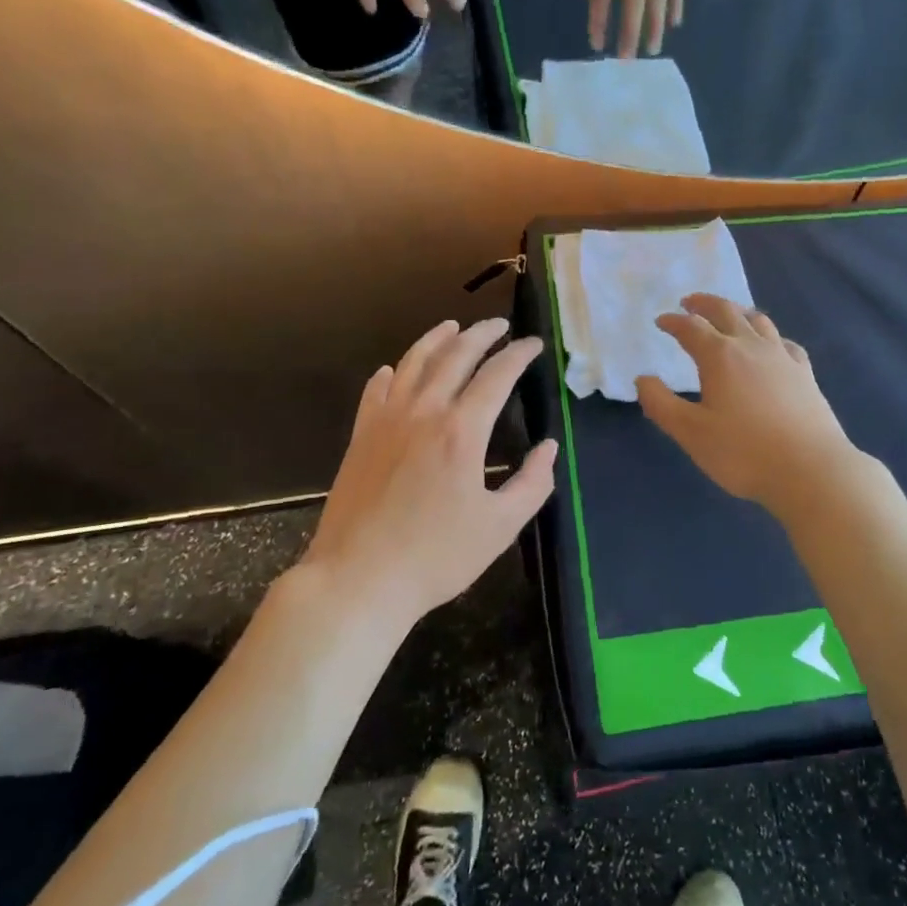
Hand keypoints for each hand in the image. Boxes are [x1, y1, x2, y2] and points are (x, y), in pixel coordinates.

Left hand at [303, 319, 556, 622]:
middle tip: (500, 326)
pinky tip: (396, 369)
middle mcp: (424, 412)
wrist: (357, 580)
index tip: (533, 344)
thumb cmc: (435, 557)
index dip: (519, 355)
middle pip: (456, 355)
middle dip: (482, 334)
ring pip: (414, 362)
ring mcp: (387, 420)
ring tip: (453, 326)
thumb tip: (549, 448)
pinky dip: (392, 372)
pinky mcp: (361, 436)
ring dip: (437, 339)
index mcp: (462, 430)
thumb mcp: (500, 527)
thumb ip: (532, 483)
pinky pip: (376, 390)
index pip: (497, 375)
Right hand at [636, 295, 859, 513]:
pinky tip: (771, 345)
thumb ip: (661, 404)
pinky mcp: (804, 373)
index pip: (691, 328)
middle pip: (726, 311)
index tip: (661, 321)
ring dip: (737, 312)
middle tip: (689, 302)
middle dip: (704, 303)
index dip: (673, 322)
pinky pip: (784, 342)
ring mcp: (782, 357)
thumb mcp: (691, 433)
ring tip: (728, 315)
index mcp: (720, 356)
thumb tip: (642, 379)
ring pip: (758, 320)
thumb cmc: (743, 452)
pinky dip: (770, 336)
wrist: (811, 469)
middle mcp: (751, 346)